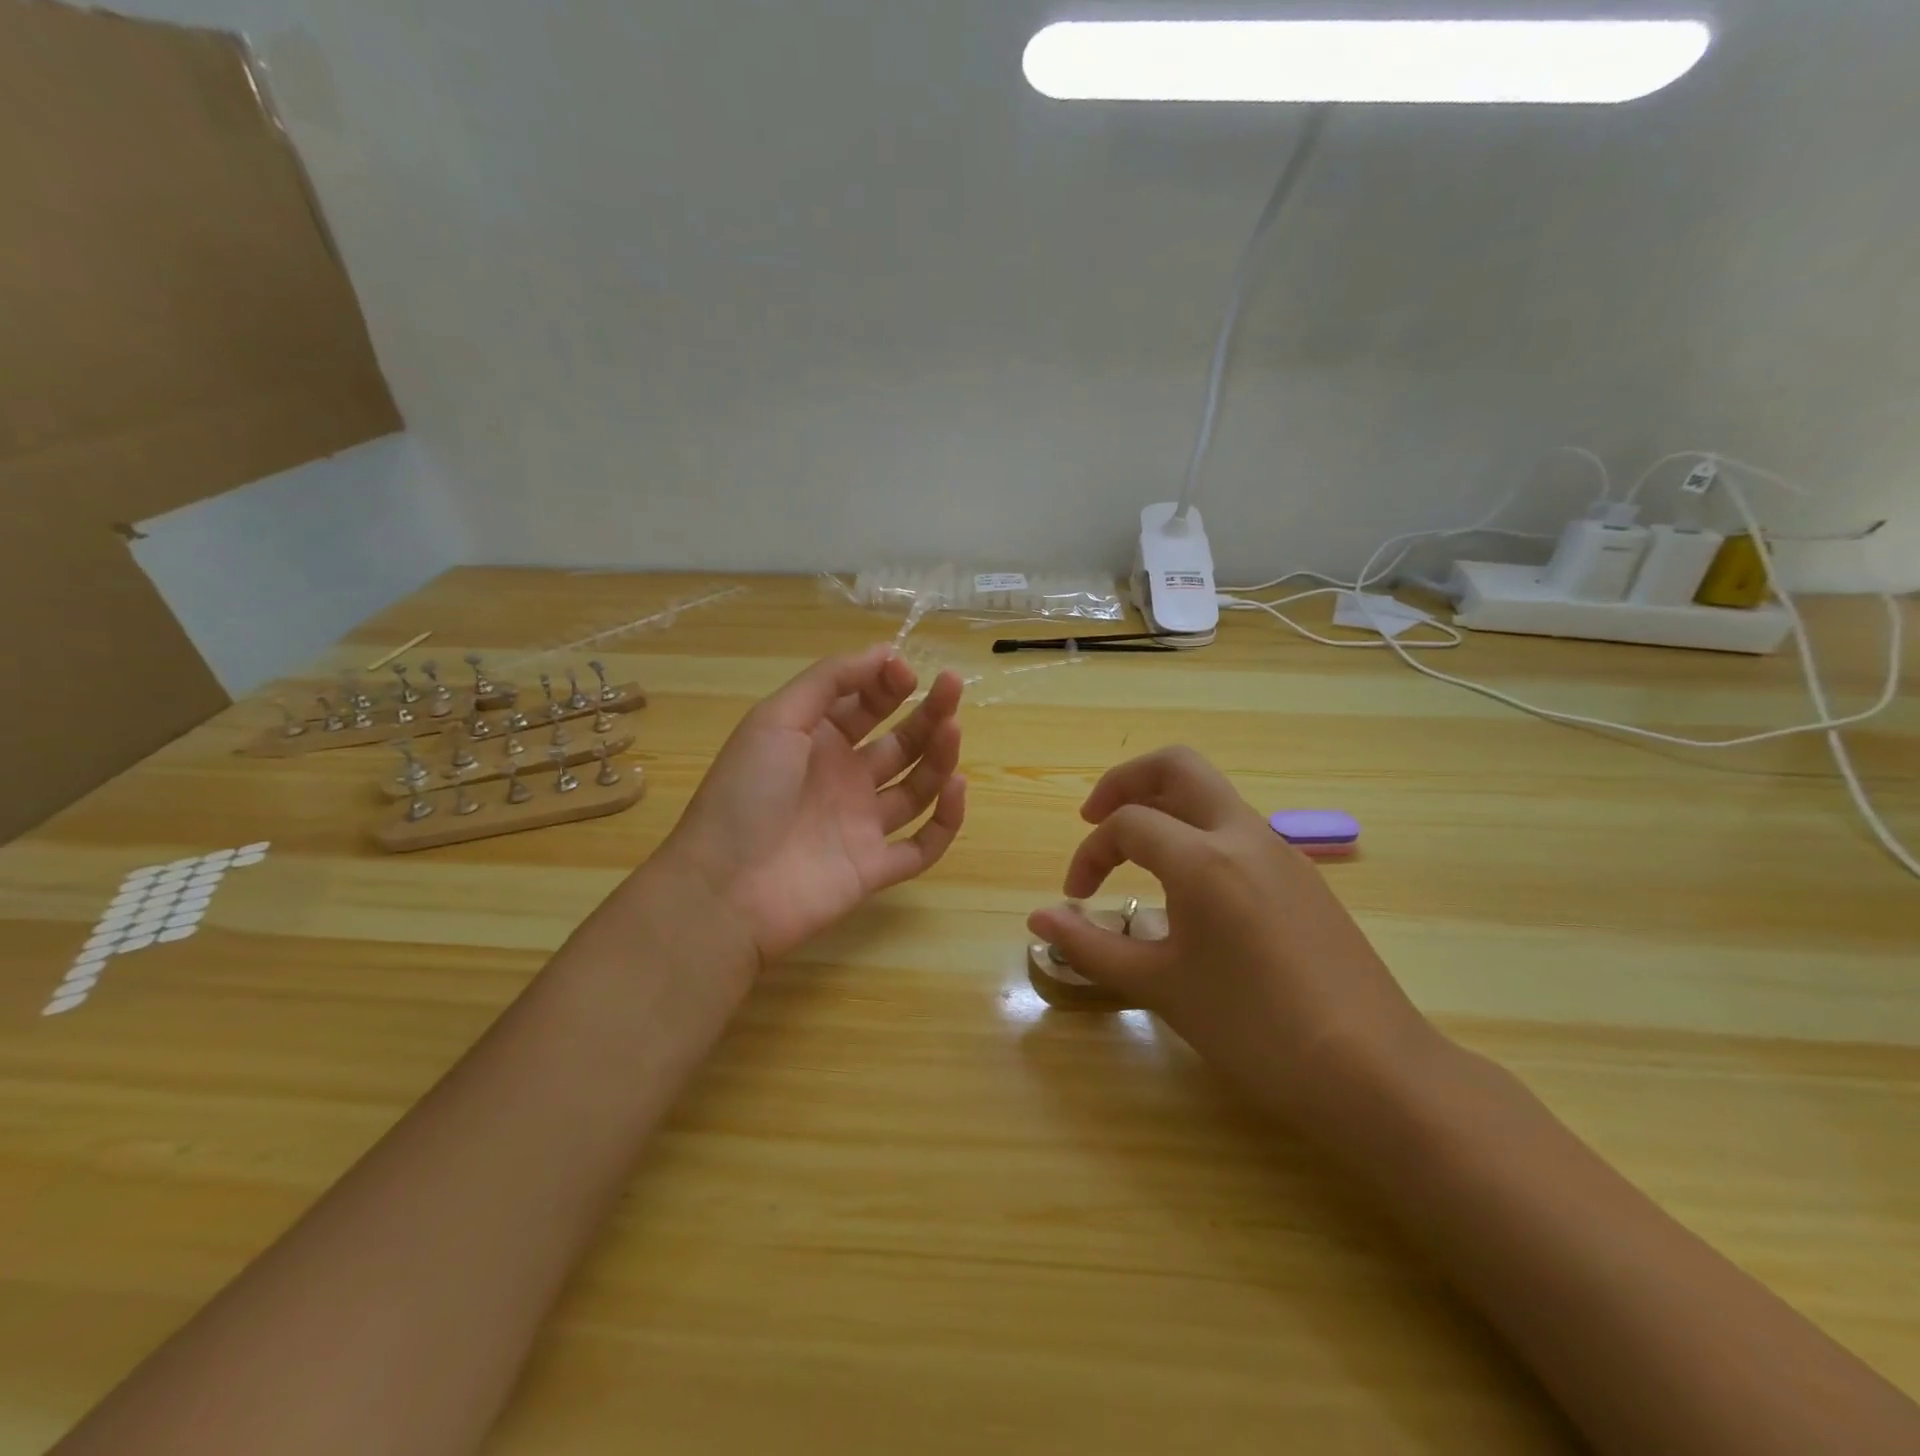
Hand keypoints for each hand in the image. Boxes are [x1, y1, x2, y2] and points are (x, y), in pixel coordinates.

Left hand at [660, 645, 966, 966]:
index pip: (866, 704)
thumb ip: (829, 681)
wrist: (723, 890)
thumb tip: (885, 652)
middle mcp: (844, 778)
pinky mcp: (875, 868)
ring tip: (953, 729)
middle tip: (952, 685)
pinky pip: (923, 845)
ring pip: (917, 787)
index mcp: (817, 741)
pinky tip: (956, 788)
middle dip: (927, 712)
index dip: (888, 683)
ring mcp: (862, 824)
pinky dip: (945, 819)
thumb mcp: (776, 719)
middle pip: (900, 741)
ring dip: (939, 756)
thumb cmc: (745, 794)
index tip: (906, 672)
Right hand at [1027, 747, 1440, 1127]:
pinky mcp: (1304, 876)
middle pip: (1177, 767)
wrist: (1373, 1071)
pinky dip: (1199, 834)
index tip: (1076, 898)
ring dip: (1165, 806)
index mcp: (1203, 859)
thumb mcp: (1161, 986)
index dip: (1089, 854)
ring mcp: (1282, 852)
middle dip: (1126, 780)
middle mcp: (1243, 836)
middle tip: (1095, 816)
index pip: (1127, 825)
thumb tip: (1039, 920)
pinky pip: (1238, 829)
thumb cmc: (1253, 1028)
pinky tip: (1192, 891)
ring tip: (1138, 854)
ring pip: (1212, 795)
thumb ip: (1092, 946)